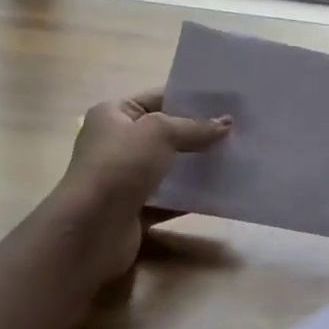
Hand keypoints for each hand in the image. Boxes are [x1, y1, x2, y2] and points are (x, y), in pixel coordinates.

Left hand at [56, 89, 230, 279]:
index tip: (225, 103)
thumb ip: (194, 127)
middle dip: (197, 134)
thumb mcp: (159, 133)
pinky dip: (190, 197)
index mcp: (113, 115)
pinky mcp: (134, 211)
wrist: (91, 229)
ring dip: (196, 167)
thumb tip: (226, 123)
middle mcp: (116, 144)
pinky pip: (169, 200)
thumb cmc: (120, 166)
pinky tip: (220, 193)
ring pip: (168, 168)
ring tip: (234, 159)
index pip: (157, 99)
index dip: (189, 99)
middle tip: (237, 131)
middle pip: (164, 135)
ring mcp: (124, 180)